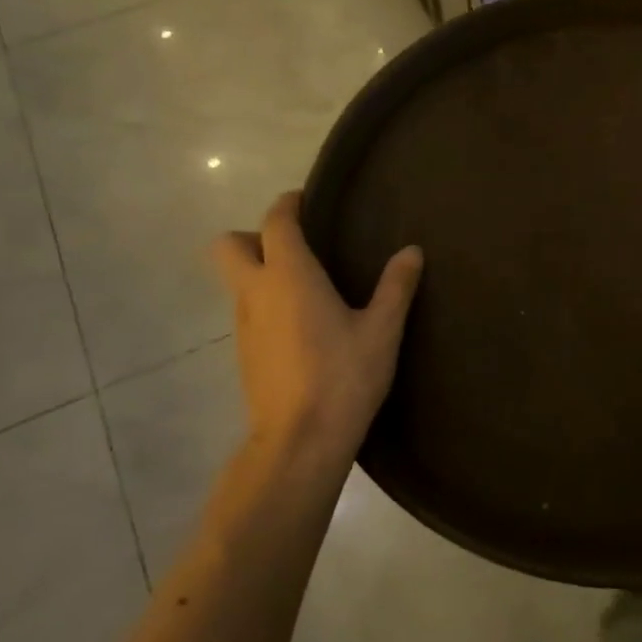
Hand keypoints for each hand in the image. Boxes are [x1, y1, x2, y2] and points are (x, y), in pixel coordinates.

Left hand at [211, 191, 422, 468]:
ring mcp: (244, 325)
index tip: (308, 200)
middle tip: (297, 247)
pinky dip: (267, 302)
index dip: (288, 205)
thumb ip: (396, 287)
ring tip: (309, 286)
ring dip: (261, 271)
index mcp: (289, 276)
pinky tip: (304, 325)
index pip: (275, 222)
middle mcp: (256, 292)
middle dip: (254, 235)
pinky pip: (248, 310)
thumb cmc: (344, 377)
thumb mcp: (382, 331)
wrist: (301, 441)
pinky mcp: (245, 353)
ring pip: (237, 280)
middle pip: (229, 245)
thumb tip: (412, 251)